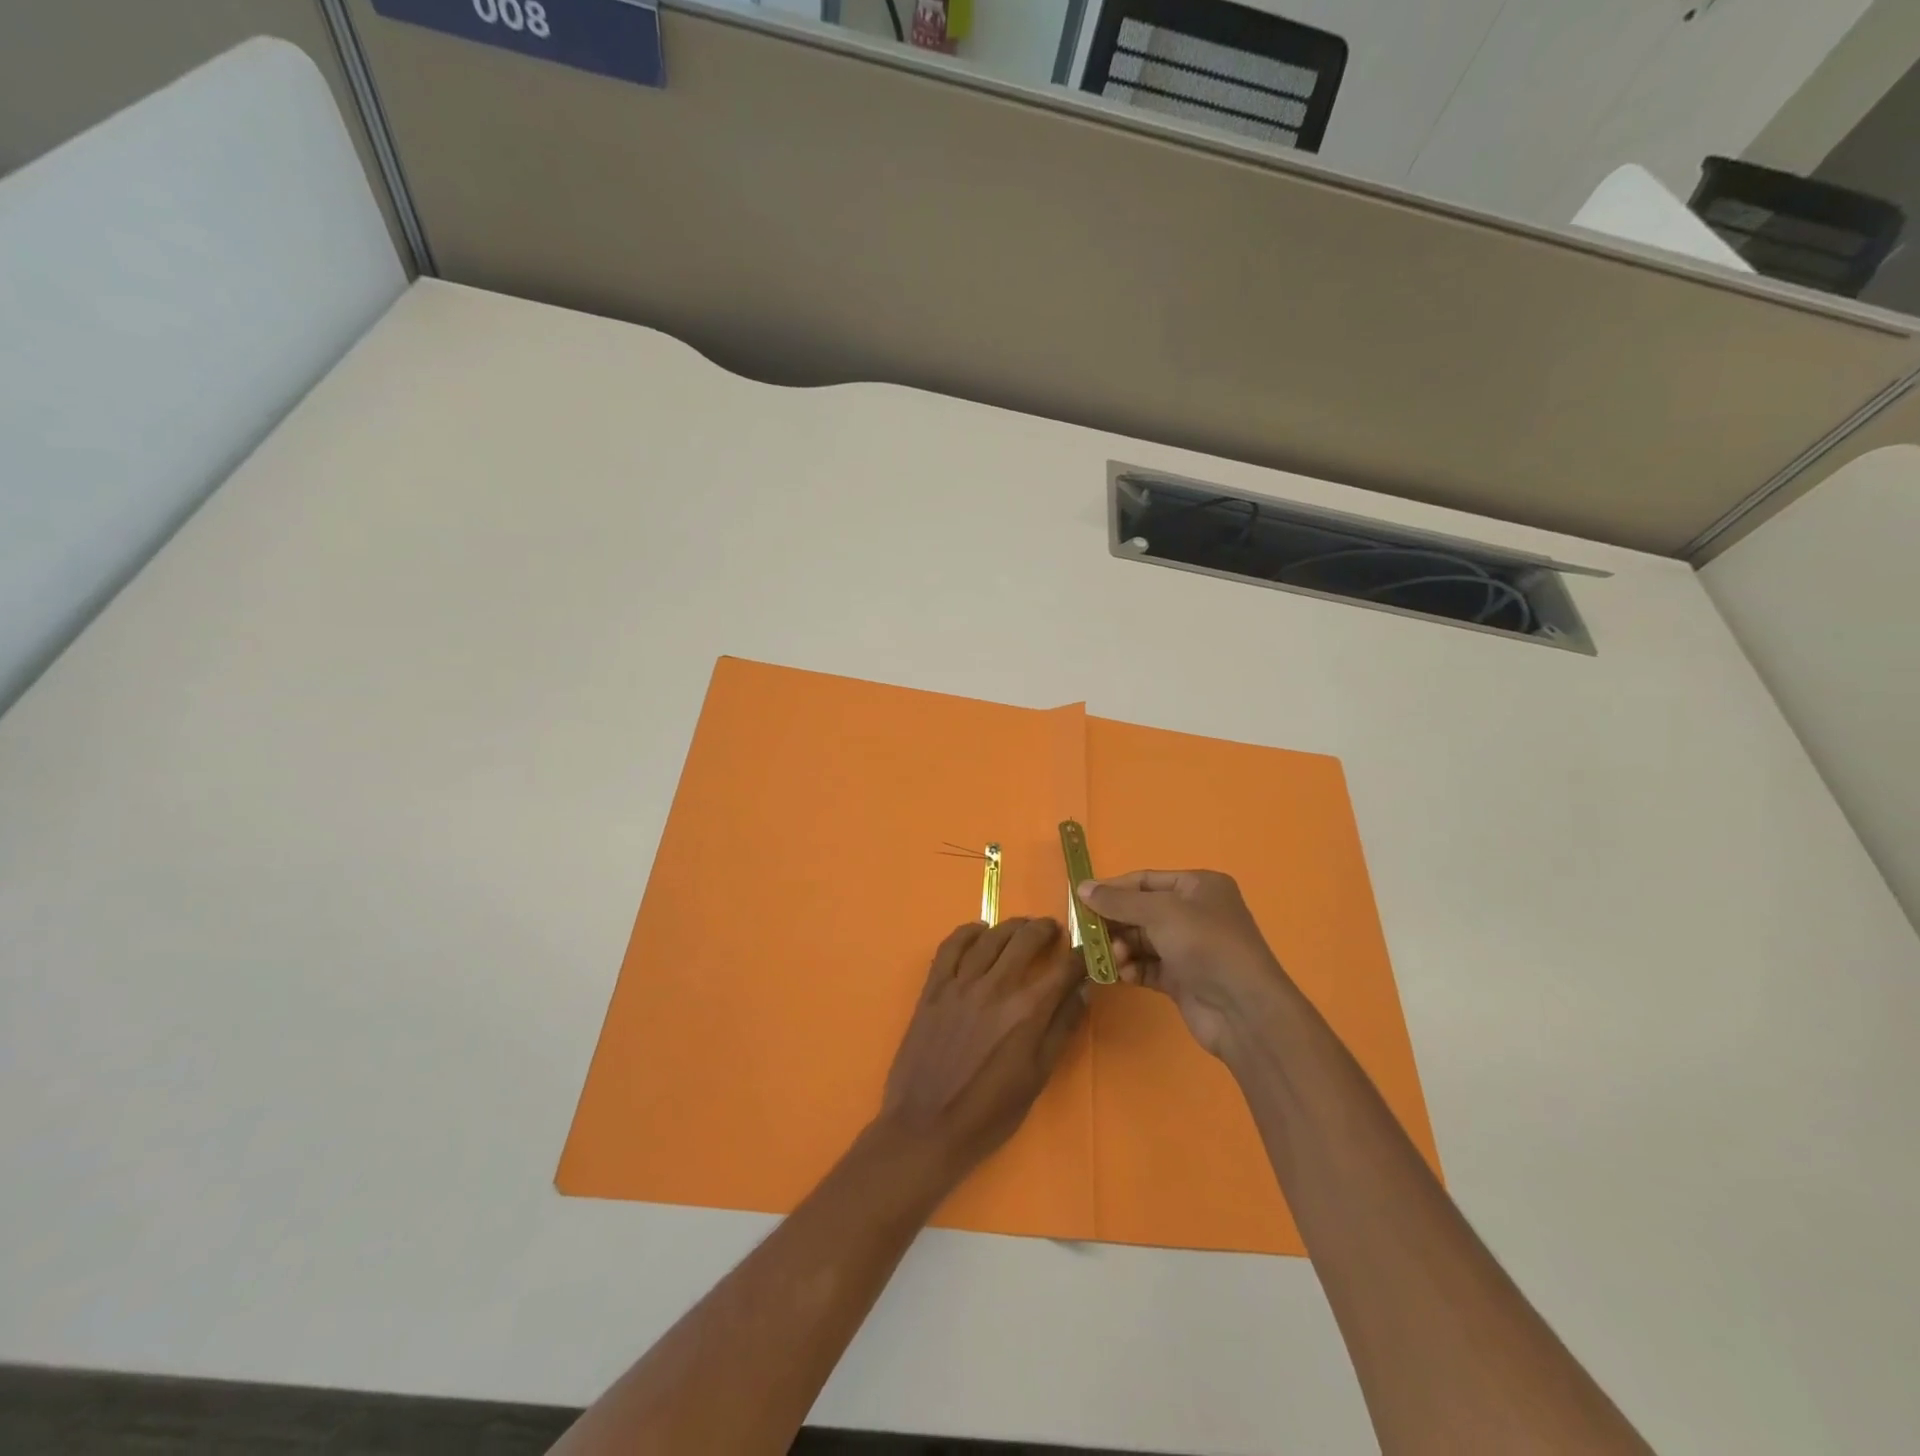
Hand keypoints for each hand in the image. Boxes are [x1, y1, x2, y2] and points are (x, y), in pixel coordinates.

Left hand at [879, 917, 1086, 1181]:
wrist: (926, 1128)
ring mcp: (960, 983)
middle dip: (1046, 930)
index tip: (1087, 950)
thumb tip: (1083, 990)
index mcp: (1027, 1011)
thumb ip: (1061, 1028)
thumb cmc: (989, 1114)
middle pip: (1026, 940)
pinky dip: (968, 932)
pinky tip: (979, 931)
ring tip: (1024, 926)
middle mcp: (996, 987)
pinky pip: (951, 946)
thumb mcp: (1037, 1077)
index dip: (1080, 955)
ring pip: (991, 936)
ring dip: (1012, 926)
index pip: (1063, 968)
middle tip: (1054, 930)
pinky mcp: (934, 987)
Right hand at [1076, 870, 1290, 1057]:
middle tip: (1089, 933)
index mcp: (1198, 886)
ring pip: (1142, 940)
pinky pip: (1148, 966)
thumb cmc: (1205, 945)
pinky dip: (1133, 968)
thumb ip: (1118, 901)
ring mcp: (1189, 948)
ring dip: (1122, 947)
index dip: (1113, 889)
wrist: (1244, 1009)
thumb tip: (1082, 887)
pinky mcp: (1183, 979)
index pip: (1146, 880)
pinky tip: (1123, 975)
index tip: (1081, 900)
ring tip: (1114, 958)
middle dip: (1116, 922)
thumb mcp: (1159, 912)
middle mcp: (1195, 913)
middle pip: (1141, 911)